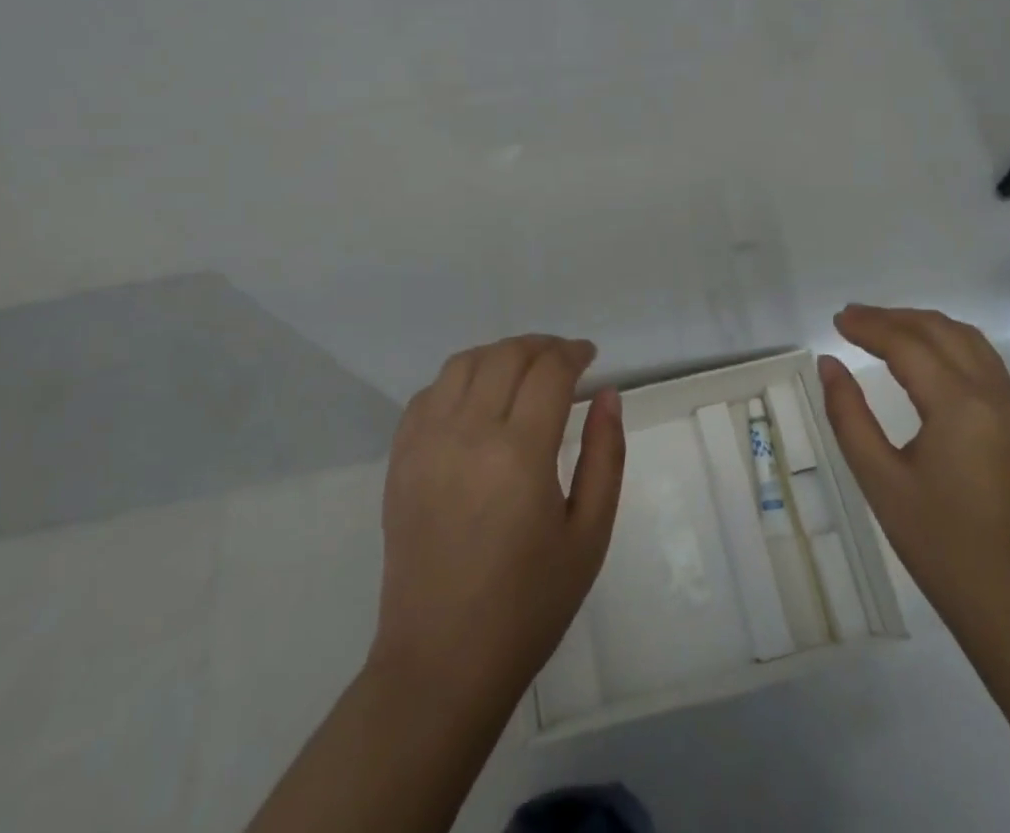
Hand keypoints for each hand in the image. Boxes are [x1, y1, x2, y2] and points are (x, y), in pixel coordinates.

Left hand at [370, 334, 625, 712]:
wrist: (442, 662)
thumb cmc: (528, 604)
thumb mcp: (589, 534)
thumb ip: (606, 455)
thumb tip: (608, 395)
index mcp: (519, 454)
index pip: (549, 371)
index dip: (573, 353)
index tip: (589, 357)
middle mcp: (468, 434)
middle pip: (506, 356)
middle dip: (541, 347)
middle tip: (563, 360)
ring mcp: (426, 444)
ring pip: (464, 363)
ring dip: (500, 354)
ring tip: (523, 371)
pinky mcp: (400, 460)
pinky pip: (429, 394)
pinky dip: (459, 379)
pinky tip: (478, 399)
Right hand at [818, 305, 1009, 652]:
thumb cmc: (941, 547)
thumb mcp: (880, 481)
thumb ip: (849, 416)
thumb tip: (829, 365)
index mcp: (961, 407)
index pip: (909, 345)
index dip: (870, 326)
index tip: (837, 319)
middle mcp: (995, 397)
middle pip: (943, 332)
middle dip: (895, 318)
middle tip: (854, 318)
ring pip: (971, 342)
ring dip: (926, 327)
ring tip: (886, 330)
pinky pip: (986, 365)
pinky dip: (950, 346)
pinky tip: (926, 361)